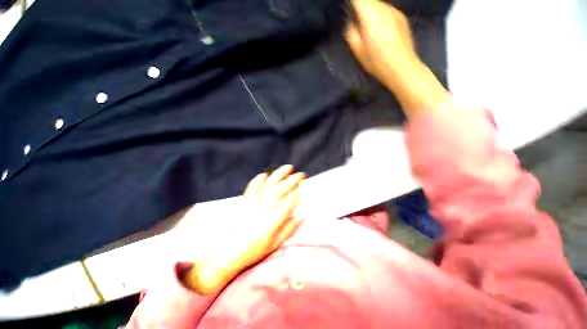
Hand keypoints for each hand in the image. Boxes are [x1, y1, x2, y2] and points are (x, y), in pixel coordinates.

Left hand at [181, 165, 304, 294]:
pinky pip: (252, 186)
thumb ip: (289, 228)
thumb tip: (302, 217)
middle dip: (293, 179)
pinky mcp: (245, 201)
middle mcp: (264, 208)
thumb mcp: (275, 244)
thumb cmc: (255, 250)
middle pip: (281, 189)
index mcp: (273, 219)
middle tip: (301, 175)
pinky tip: (265, 174)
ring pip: (268, 183)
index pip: (290, 201)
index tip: (307, 185)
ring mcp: (253, 202)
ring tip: (288, 167)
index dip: (300, 191)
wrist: (229, 253)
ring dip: (279, 174)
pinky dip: (259, 178)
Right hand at [345, 0, 417, 88]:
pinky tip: (381, 30)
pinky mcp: (402, 17)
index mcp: (370, 15)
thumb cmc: (377, 62)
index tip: (349, 11)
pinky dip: (380, 15)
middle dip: (361, 8)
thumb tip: (352, 23)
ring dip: (371, 12)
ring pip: (378, 4)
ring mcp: (395, 11)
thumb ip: (351, 33)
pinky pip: (387, 11)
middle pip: (369, 0)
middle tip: (356, 22)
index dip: (352, 3)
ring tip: (368, 28)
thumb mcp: (358, 51)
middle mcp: (384, 8)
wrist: (402, 67)